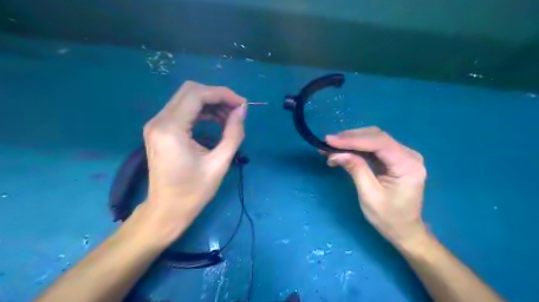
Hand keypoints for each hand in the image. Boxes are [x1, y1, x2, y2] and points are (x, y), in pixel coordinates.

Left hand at [139, 80, 246, 240]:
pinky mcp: (159, 130)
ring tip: (229, 118)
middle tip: (237, 110)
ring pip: (186, 98)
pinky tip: (215, 122)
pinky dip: (201, 111)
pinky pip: (182, 110)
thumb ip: (233, 133)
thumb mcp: (219, 163)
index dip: (223, 94)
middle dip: (217, 96)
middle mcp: (159, 121)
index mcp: (171, 129)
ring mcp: (156, 124)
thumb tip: (242, 110)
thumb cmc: (194, 192)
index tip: (242, 105)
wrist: (166, 210)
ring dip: (210, 103)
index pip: (197, 95)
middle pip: (190, 91)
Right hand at [324, 126, 430, 248]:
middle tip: (326, 144)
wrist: (404, 230)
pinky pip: (372, 147)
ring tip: (329, 148)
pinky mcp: (393, 158)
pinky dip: (355, 148)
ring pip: (373, 139)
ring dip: (350, 142)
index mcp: (408, 165)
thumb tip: (336, 153)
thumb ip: (356, 170)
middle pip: (376, 136)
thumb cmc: (388, 218)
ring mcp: (402, 155)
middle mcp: (408, 155)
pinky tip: (341, 152)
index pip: (379, 143)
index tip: (330, 141)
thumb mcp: (369, 195)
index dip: (353, 139)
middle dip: (349, 138)